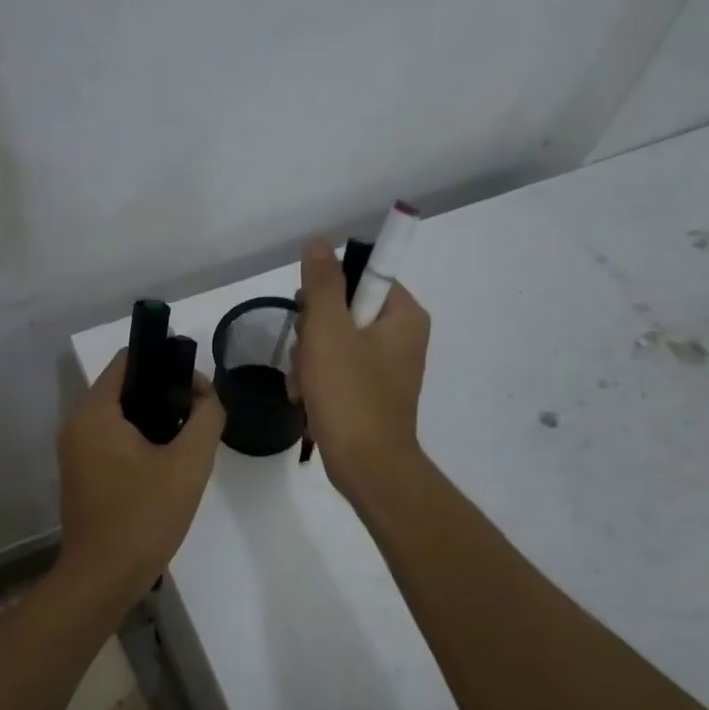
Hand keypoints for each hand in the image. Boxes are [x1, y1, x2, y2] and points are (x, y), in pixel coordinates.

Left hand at [56, 348, 226, 601]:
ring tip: (188, 440)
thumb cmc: (144, 517)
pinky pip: (113, 439)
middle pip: (126, 386)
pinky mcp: (81, 473)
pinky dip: (140, 439)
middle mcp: (77, 423)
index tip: (198, 386)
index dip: (167, 360)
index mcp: (95, 412)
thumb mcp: (189, 464)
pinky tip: (167, 464)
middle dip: (166, 393)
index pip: (130, 359)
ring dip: (156, 418)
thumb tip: (206, 397)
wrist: (103, 579)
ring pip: (122, 415)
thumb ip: (206, 418)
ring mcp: (75, 450)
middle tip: (200, 417)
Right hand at [294, 238, 430, 499]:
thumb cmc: (350, 394)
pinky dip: (318, 381)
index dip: (327, 293)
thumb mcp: (329, 330)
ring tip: (304, 386)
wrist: (367, 467)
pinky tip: (306, 399)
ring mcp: (387, 367)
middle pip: (343, 310)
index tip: (311, 317)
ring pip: (334, 342)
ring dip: (308, 361)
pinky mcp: (372, 392)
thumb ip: (322, 283)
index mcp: (404, 315)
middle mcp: (402, 336)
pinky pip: (338, 370)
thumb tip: (319, 242)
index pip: (362, 276)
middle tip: (306, 358)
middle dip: (313, 335)